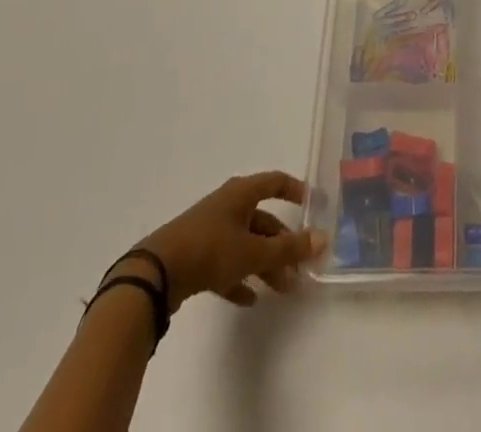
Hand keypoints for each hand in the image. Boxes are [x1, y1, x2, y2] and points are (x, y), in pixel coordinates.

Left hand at [128, 172, 323, 309]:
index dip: (296, 191)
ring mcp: (210, 230)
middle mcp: (228, 205)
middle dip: (283, 244)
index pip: (276, 182)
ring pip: (246, 244)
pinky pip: (226, 263)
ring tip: (282, 289)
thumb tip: (323, 238)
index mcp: (242, 193)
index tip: (314, 205)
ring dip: (265, 264)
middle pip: (263, 220)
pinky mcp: (196, 255)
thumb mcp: (253, 251)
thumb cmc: (211, 249)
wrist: (157, 274)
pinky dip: (240, 277)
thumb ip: (289, 248)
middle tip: (300, 267)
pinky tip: (249, 299)